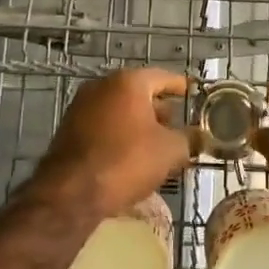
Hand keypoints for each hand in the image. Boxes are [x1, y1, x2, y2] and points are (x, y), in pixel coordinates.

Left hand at [30, 68, 190, 219]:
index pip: (163, 77)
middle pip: (139, 92)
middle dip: (159, 109)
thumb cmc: (126, 161)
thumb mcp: (170, 151)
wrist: (71, 192)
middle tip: (177, 125)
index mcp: (128, 82)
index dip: (180, 87)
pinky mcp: (69, 128)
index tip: (192, 93)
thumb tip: (198, 136)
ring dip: (138, 123)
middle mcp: (102, 86)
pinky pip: (103, 124)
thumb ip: (189, 138)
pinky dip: (119, 133)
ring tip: (156, 144)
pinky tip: (130, 154)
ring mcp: (81, 106)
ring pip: (120, 109)